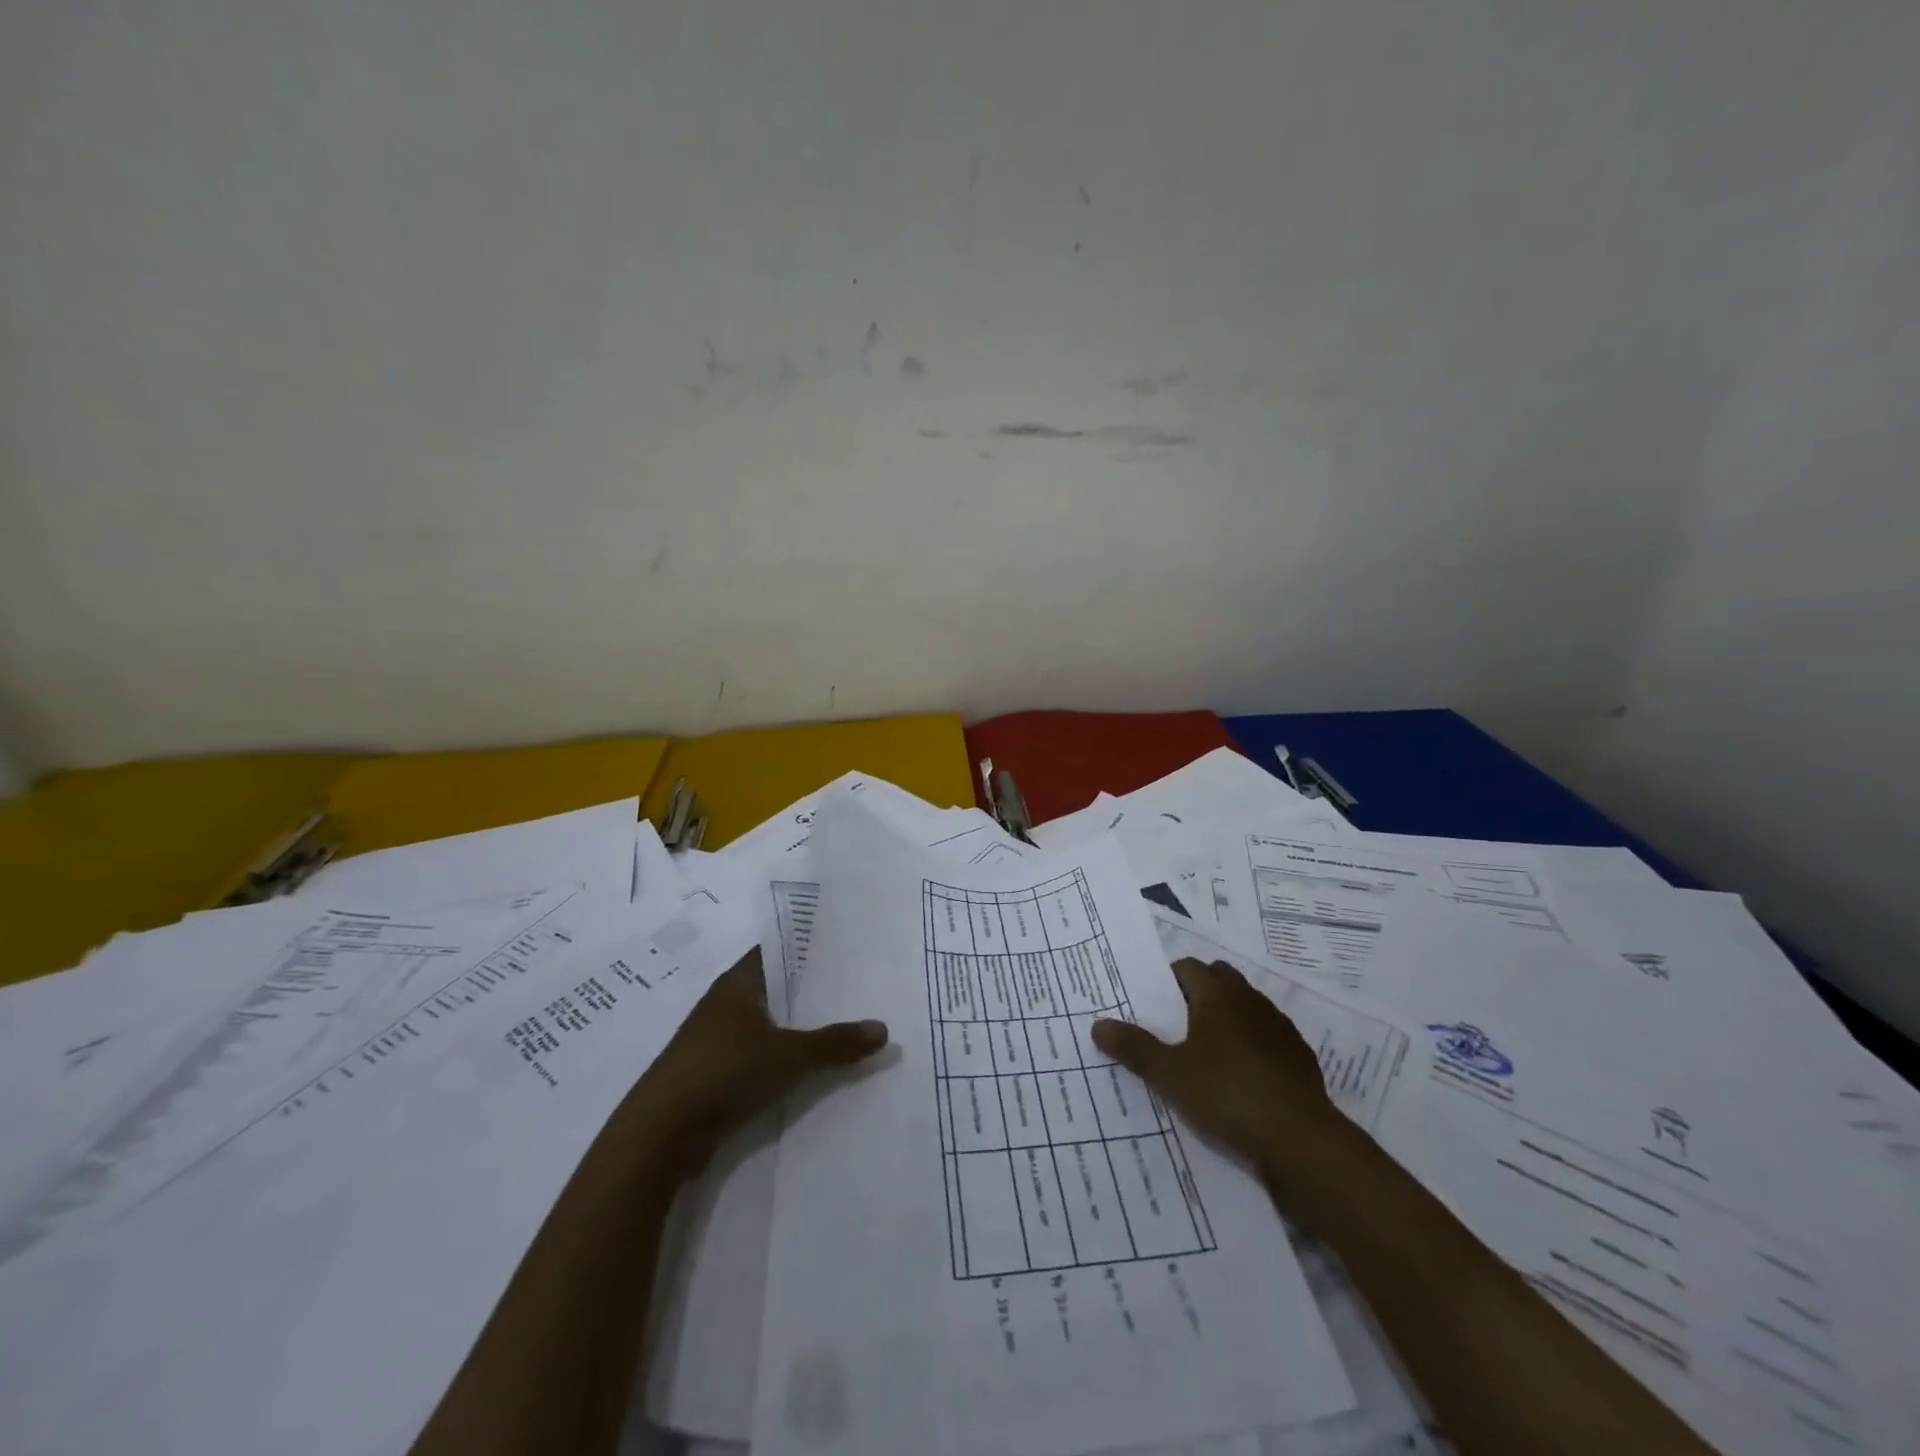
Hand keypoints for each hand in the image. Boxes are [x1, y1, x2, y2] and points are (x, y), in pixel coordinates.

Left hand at [637, 947, 888, 1177]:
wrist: (660, 1133)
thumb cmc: (724, 1071)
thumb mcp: (789, 1055)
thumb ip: (835, 1042)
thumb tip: (884, 1028)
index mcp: (738, 982)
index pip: (778, 951)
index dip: (809, 948)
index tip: (845, 948)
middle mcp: (725, 1003)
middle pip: (776, 988)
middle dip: (811, 990)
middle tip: (857, 987)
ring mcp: (717, 1040)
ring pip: (768, 1023)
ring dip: (797, 1027)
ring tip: (843, 1025)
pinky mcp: (714, 1074)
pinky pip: (758, 1055)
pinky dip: (782, 1057)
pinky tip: (811, 1066)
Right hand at [1091, 958, 1341, 1183]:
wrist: (1300, 1139)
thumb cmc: (1226, 1093)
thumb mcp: (1169, 1074)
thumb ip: (1134, 1048)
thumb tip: (1098, 1025)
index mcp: (1218, 994)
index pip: (1188, 967)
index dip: (1168, 980)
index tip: (1154, 1004)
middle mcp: (1250, 1000)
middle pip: (1220, 979)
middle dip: (1199, 993)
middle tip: (1177, 1025)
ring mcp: (1279, 1027)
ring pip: (1246, 1007)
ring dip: (1228, 1019)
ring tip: (1207, 1052)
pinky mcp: (1299, 1057)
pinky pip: (1268, 1037)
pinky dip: (1252, 1046)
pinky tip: (1242, 1078)